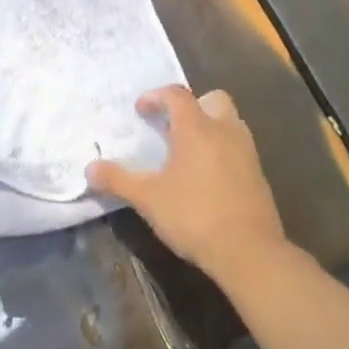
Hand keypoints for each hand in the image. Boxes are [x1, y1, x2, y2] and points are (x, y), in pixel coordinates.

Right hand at [87, 86, 287, 284]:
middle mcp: (224, 131)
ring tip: (189, 152)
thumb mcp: (147, 199)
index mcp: (196, 128)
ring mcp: (246, 152)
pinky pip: (238, 148)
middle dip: (192, 106)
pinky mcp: (259, 176)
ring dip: (210, 127)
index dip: (156, 96)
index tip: (141, 110)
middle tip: (172, 127)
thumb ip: (118, 180)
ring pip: (229, 122)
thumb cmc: (195, 216)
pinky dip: (222, 151)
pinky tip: (207, 178)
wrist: (250, 253)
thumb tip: (89, 169)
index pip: (176, 94)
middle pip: (212, 99)